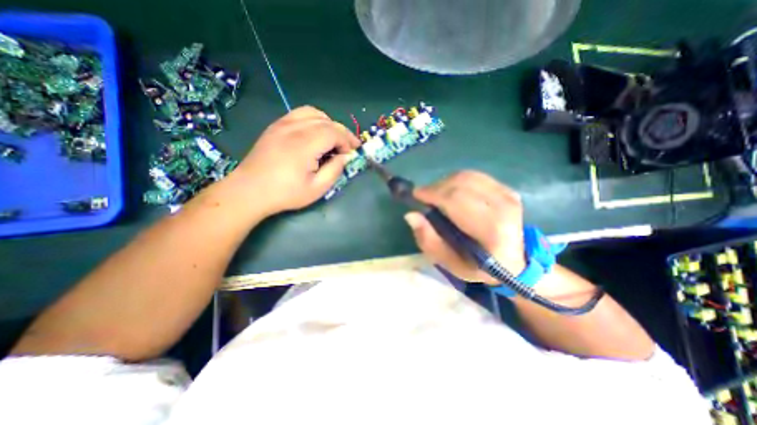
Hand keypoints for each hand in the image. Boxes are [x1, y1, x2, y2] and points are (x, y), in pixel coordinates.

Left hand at [233, 106, 358, 215]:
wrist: (250, 190)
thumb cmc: (285, 193)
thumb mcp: (317, 188)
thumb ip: (335, 170)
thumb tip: (345, 157)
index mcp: (305, 144)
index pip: (334, 131)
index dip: (348, 141)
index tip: (352, 154)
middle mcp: (294, 128)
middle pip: (327, 121)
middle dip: (342, 133)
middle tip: (348, 148)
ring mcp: (283, 124)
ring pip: (314, 113)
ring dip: (329, 124)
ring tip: (333, 139)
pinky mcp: (276, 126)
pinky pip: (300, 114)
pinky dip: (314, 120)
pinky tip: (315, 133)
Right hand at [402, 170, 527, 285]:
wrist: (515, 264)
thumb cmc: (479, 267)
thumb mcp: (449, 263)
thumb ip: (428, 240)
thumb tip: (411, 214)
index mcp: (490, 228)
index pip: (455, 199)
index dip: (431, 193)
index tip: (415, 195)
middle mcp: (502, 206)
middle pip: (459, 183)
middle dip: (436, 187)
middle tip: (424, 197)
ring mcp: (507, 195)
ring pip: (466, 176)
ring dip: (445, 183)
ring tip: (437, 196)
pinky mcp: (507, 190)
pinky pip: (475, 176)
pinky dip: (458, 181)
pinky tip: (453, 193)